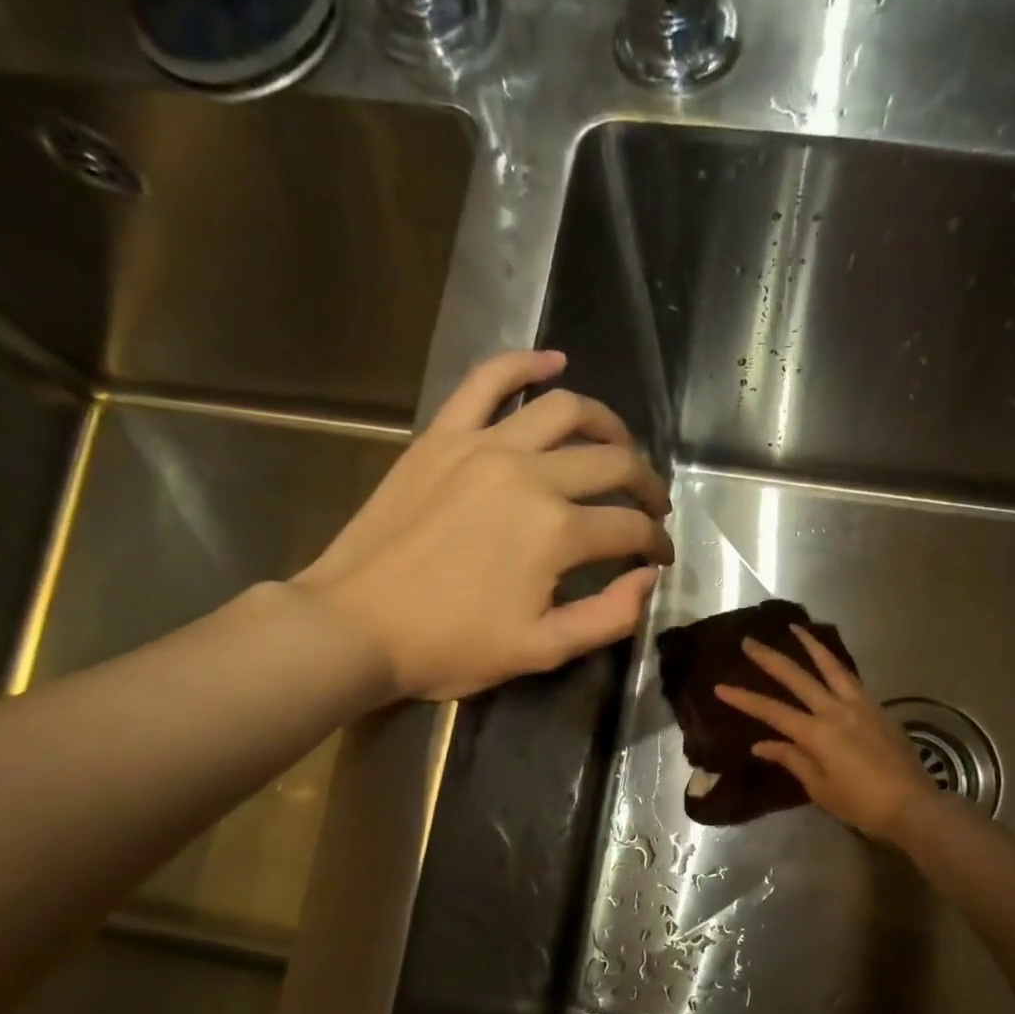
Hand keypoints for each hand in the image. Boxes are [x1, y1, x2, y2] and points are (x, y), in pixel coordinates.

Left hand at [291, 350, 673, 702]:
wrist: (354, 627)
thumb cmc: (449, 646)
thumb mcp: (541, 651)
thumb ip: (609, 617)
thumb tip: (647, 578)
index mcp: (557, 532)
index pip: (630, 528)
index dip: (656, 544)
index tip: (660, 557)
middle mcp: (529, 475)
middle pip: (612, 463)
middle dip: (646, 486)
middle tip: (652, 507)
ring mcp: (483, 446)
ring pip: (565, 411)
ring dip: (608, 426)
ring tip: (619, 447)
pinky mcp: (443, 436)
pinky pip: (488, 381)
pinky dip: (525, 364)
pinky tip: (553, 362)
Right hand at [713, 625, 937, 841]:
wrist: (912, 805)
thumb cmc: (860, 803)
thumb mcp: (820, 787)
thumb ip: (792, 759)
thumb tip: (762, 744)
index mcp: (817, 733)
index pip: (772, 712)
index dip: (745, 699)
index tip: (720, 687)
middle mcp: (836, 710)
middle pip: (798, 678)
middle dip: (770, 659)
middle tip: (749, 642)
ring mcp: (859, 705)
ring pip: (831, 667)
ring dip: (810, 646)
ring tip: (795, 629)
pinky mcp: (877, 708)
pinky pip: (851, 679)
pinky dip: (835, 665)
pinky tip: (829, 661)